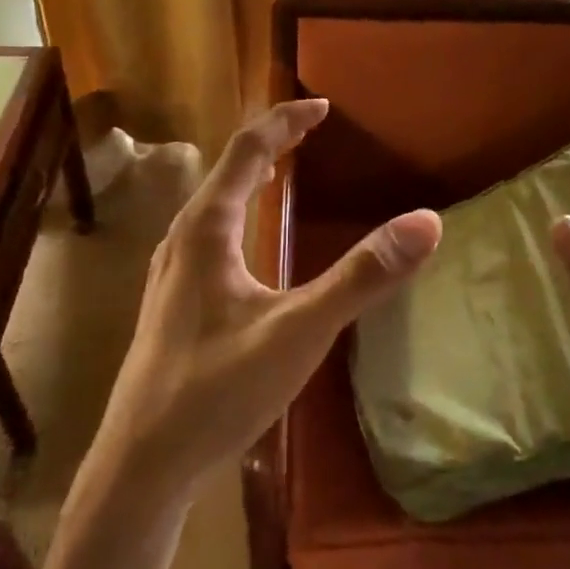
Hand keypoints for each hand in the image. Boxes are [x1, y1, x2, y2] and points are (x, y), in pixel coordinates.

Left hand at [86, 100, 440, 511]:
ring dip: (252, 175)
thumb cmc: (217, 390)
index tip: (323, 104)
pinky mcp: (173, 300)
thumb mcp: (299, 332)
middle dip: (272, 142)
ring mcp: (172, 271)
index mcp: (206, 228)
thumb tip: (426, 222)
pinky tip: (252, 242)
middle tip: (312, 128)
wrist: (143, 463)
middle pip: (229, 170)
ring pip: (215, 202)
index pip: (246, 148)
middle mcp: (183, 238)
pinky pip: (211, 231)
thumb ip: (361, 278)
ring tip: (285, 169)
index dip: (285, 121)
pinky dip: (241, 210)